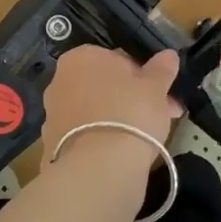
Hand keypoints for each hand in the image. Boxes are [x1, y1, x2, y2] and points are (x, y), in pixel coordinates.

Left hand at [41, 46, 182, 168]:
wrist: (99, 166)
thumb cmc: (130, 113)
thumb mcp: (155, 87)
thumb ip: (161, 69)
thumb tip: (168, 55)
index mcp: (82, 57)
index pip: (117, 59)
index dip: (144, 75)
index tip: (162, 92)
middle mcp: (60, 80)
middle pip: (105, 85)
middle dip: (134, 98)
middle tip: (163, 115)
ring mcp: (53, 112)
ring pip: (96, 109)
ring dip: (119, 117)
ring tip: (148, 137)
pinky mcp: (52, 142)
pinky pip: (86, 133)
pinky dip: (103, 138)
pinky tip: (122, 152)